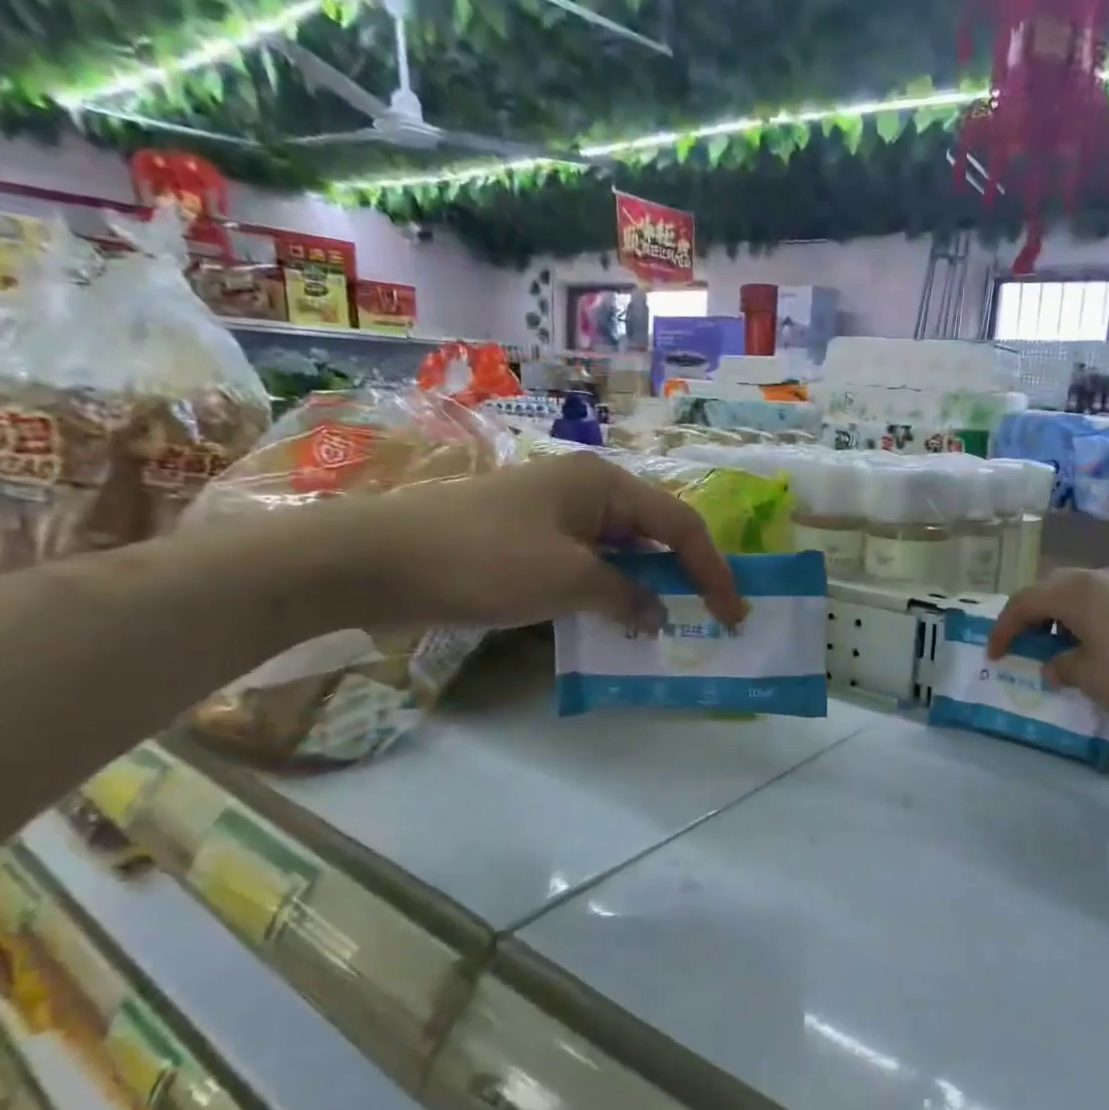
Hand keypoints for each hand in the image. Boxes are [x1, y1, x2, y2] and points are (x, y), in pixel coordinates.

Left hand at [313, 451, 744, 629]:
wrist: (374, 560)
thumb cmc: (484, 558)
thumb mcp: (568, 580)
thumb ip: (626, 596)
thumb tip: (657, 612)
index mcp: (603, 483)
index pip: (679, 525)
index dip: (712, 569)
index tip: (733, 612)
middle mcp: (585, 489)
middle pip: (653, 533)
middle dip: (682, 576)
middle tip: (707, 618)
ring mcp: (554, 514)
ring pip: (620, 552)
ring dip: (644, 588)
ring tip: (666, 626)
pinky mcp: (528, 539)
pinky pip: (586, 564)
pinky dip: (608, 592)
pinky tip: (612, 621)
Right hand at [986, 568, 1108, 721]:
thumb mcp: (1091, 677)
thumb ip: (1062, 667)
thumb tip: (1053, 664)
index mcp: (1073, 591)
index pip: (1023, 603)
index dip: (1003, 630)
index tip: (994, 656)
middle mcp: (1096, 577)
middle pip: (1049, 592)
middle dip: (1030, 619)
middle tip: (1023, 647)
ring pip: (1077, 596)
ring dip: (1060, 620)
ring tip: (1059, 650)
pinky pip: (1102, 604)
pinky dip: (1087, 622)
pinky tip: (1096, 648)